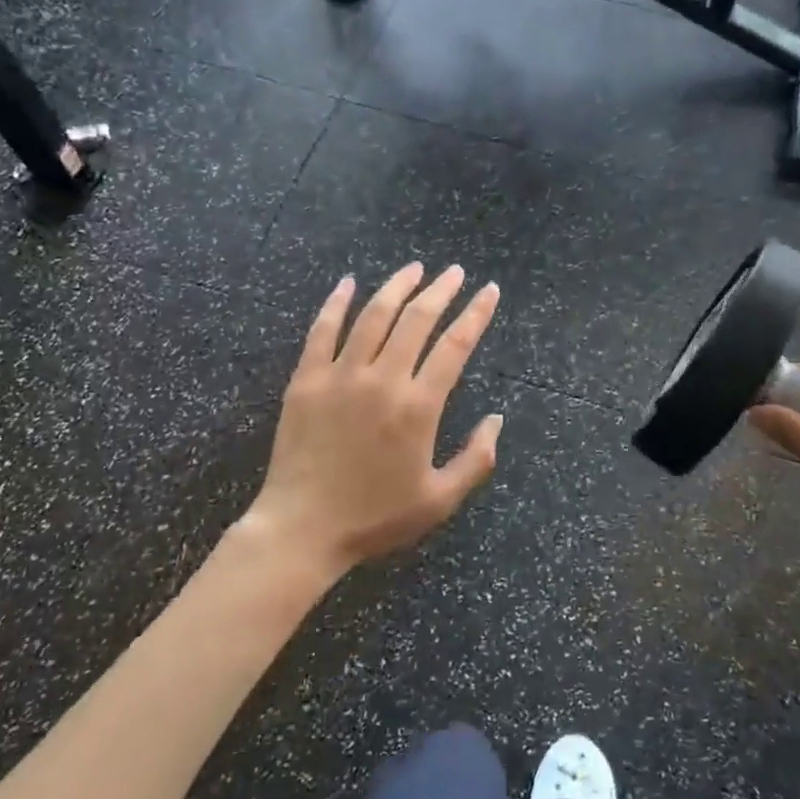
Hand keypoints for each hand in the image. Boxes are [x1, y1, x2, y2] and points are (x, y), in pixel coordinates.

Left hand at [244, 263, 503, 577]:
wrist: (302, 530)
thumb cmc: (375, 518)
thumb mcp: (439, 501)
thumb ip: (476, 460)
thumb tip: (497, 419)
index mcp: (418, 407)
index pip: (455, 346)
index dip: (476, 314)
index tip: (489, 291)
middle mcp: (382, 380)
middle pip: (417, 320)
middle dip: (441, 290)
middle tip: (454, 272)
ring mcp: (340, 375)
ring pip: (374, 316)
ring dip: (397, 287)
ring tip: (414, 268)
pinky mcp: (306, 380)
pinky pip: (322, 330)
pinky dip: (336, 303)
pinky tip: (348, 283)